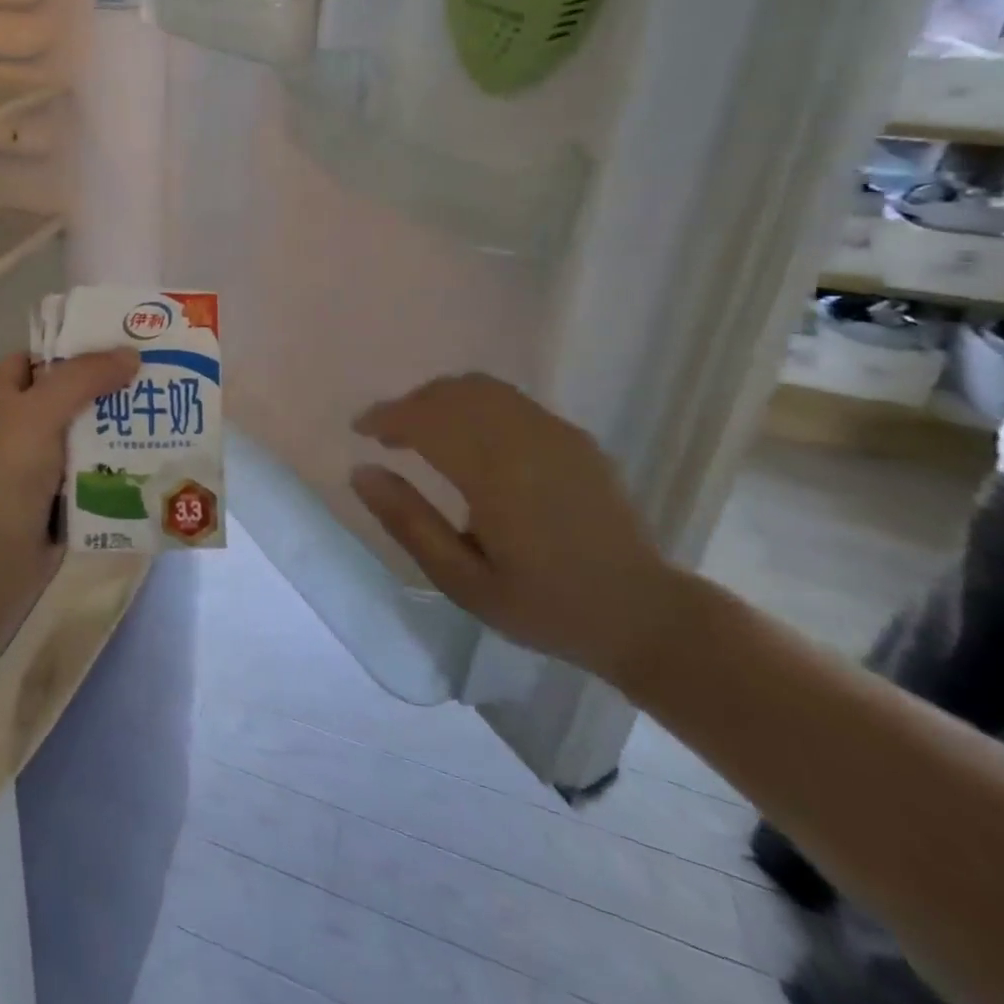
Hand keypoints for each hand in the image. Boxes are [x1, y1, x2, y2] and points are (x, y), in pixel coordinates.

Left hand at [0, 348, 140, 578]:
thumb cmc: (11, 470)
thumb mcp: (42, 410)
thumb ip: (84, 377)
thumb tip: (131, 355)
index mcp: (7, 396)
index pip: (36, 356)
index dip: (70, 345)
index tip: (116, 339)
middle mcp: (24, 423)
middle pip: (71, 392)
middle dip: (108, 383)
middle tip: (155, 371)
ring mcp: (45, 460)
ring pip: (89, 430)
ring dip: (121, 423)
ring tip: (164, 408)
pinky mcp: (65, 492)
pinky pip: (98, 466)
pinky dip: (121, 460)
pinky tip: (155, 450)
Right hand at [349, 374, 680, 684]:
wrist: (643, 615)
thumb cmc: (544, 606)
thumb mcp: (462, 581)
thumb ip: (408, 522)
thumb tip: (362, 472)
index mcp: (494, 474)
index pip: (426, 419)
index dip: (385, 416)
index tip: (360, 429)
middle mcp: (524, 438)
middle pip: (451, 393)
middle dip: (410, 405)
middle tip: (388, 435)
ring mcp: (554, 432)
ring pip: (481, 388)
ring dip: (441, 400)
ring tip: (424, 432)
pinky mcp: (572, 436)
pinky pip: (509, 400)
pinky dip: (474, 404)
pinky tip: (470, 439)